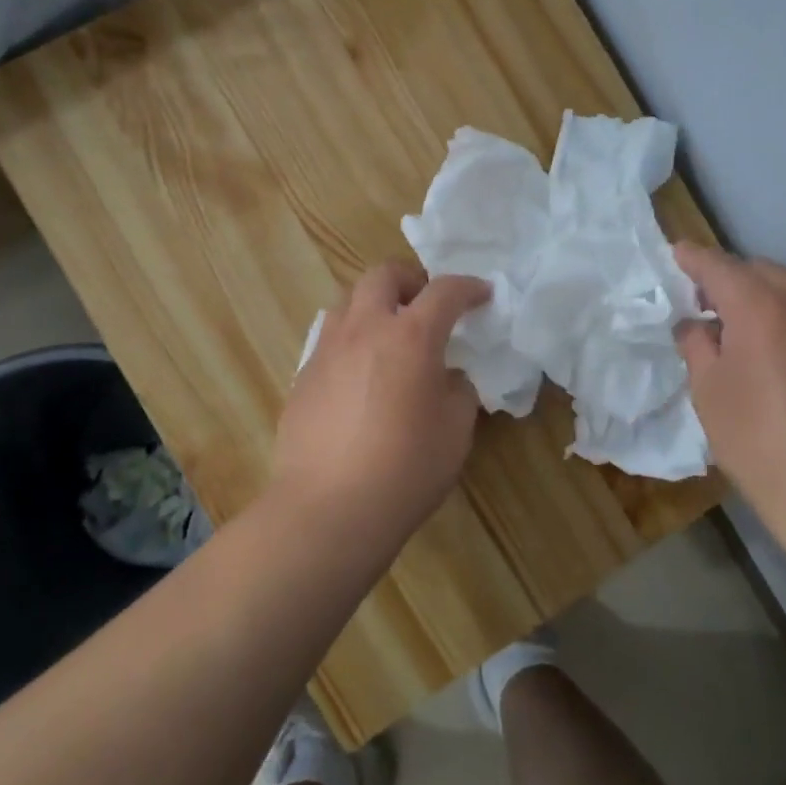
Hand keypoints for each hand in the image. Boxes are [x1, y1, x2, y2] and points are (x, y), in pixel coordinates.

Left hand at [271, 262, 491, 546]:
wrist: (328, 509)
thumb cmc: (405, 469)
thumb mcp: (455, 431)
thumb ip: (458, 391)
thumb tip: (447, 378)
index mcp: (410, 336)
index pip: (445, 291)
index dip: (469, 287)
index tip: (482, 295)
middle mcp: (365, 330)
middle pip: (383, 275)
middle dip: (411, 280)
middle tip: (427, 306)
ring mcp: (327, 350)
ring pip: (349, 301)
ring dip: (375, 305)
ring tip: (391, 337)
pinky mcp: (303, 376)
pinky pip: (330, 339)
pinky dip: (352, 340)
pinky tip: (361, 377)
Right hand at [674, 244, 785, 530]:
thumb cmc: (761, 444)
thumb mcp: (709, 393)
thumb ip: (697, 344)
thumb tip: (697, 324)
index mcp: (761, 306)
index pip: (718, 265)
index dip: (693, 259)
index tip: (676, 256)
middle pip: (759, 270)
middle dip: (730, 278)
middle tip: (707, 304)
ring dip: (766, 293)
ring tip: (746, 324)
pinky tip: (785, 347)